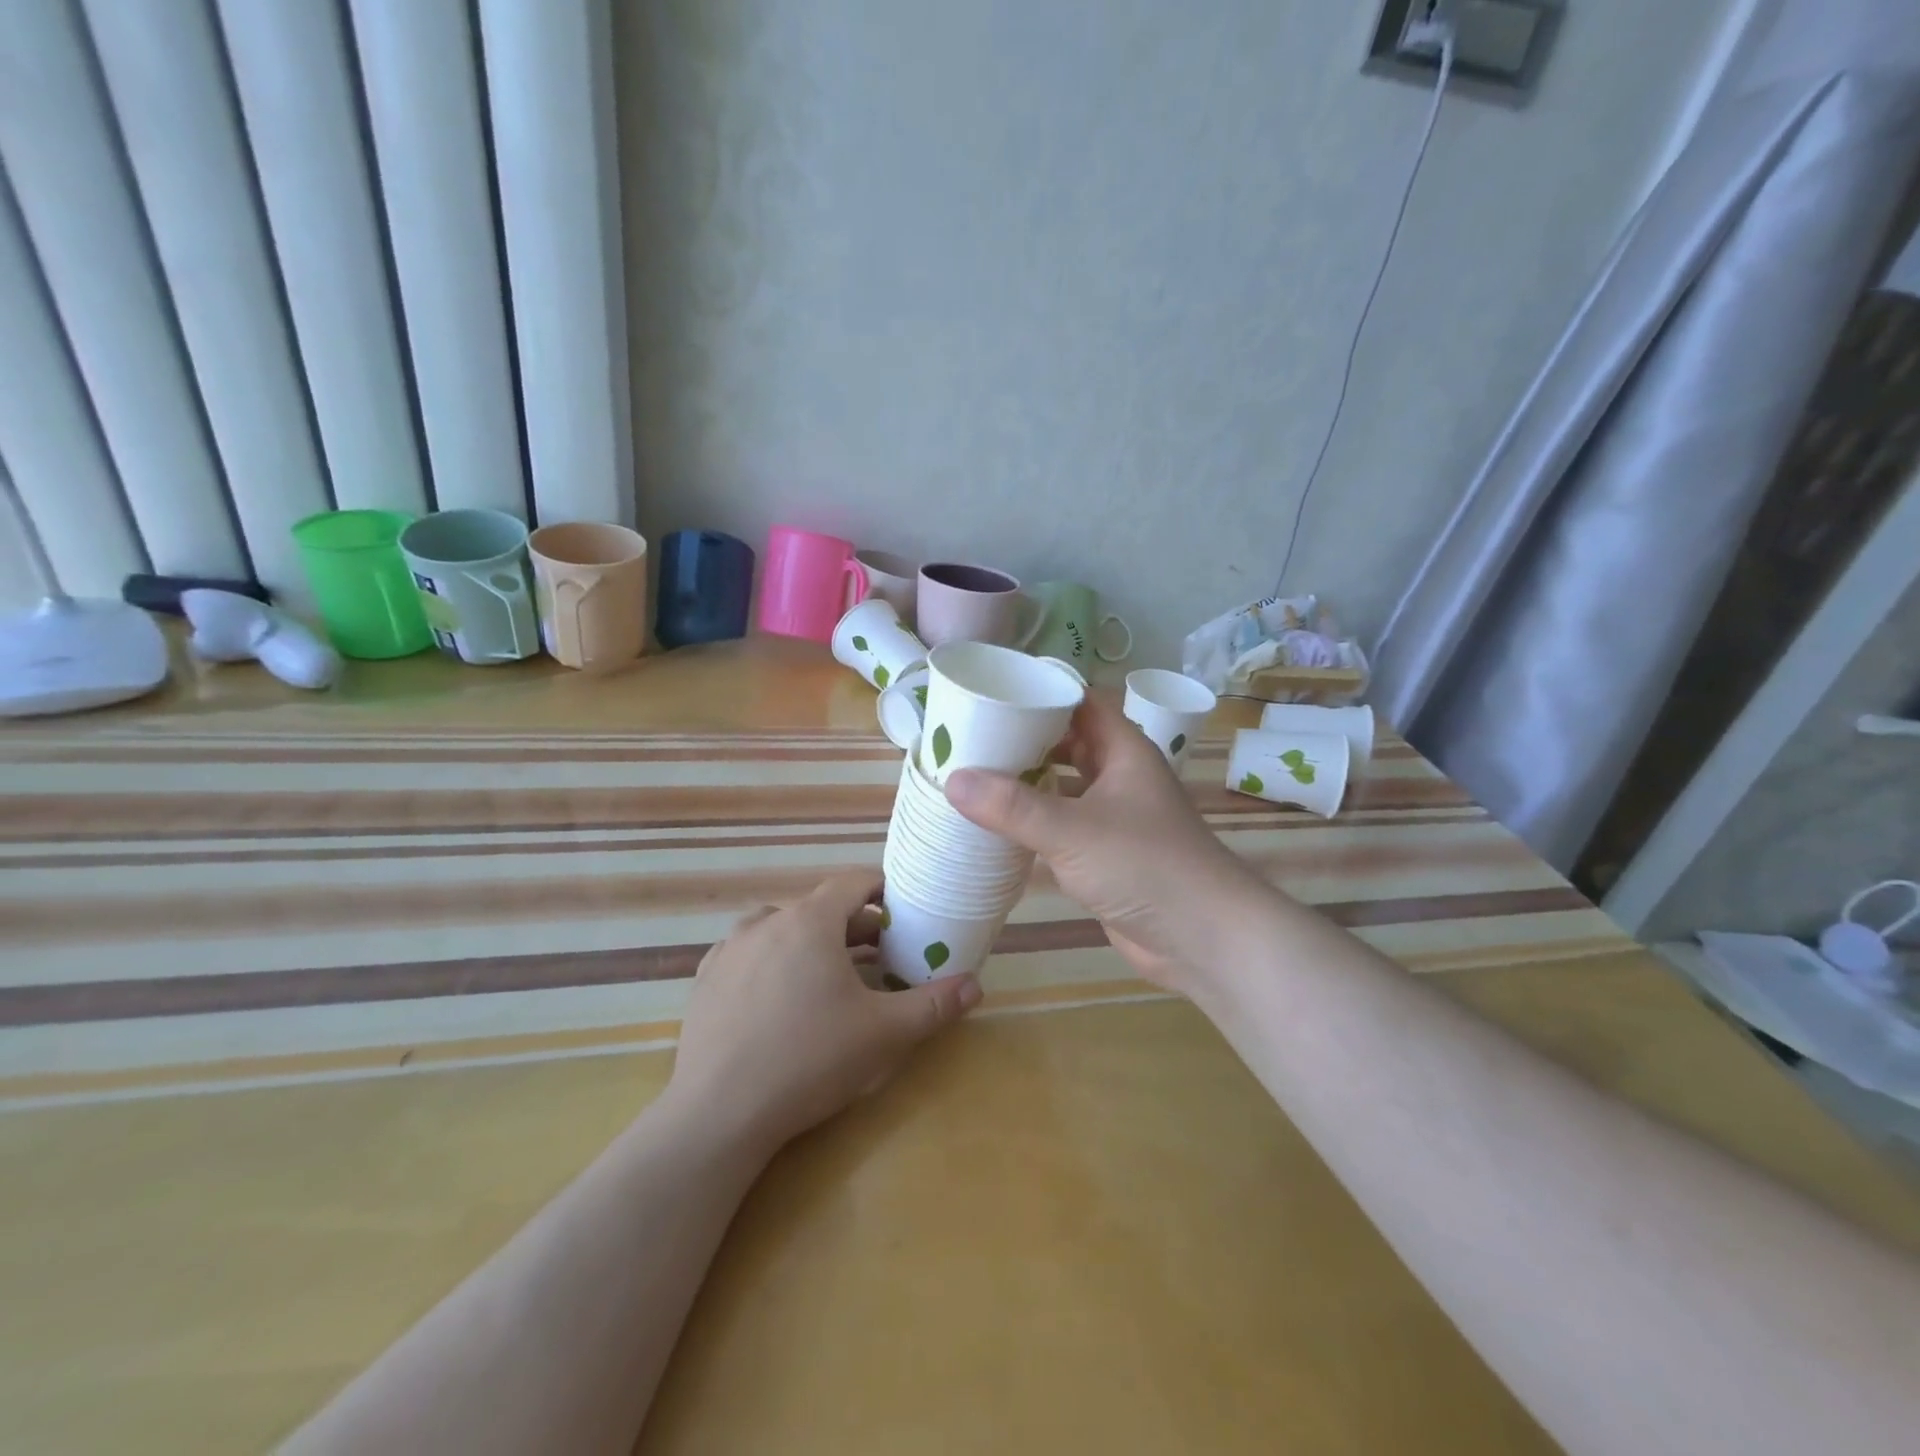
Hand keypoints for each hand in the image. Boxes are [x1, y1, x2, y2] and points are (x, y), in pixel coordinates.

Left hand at [665, 871, 981, 1152]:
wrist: (718, 1114)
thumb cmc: (809, 1060)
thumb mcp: (883, 1034)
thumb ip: (933, 1005)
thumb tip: (976, 986)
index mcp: (810, 920)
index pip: (853, 882)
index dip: (884, 890)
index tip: (904, 911)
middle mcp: (767, 921)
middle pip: (820, 908)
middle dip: (855, 926)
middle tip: (882, 954)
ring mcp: (730, 949)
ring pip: (782, 928)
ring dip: (812, 942)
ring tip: (832, 975)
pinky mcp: (706, 979)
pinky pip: (750, 954)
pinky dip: (774, 962)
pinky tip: (781, 997)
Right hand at [945, 695, 1267, 996]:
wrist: (1203, 938)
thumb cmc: (1144, 866)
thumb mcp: (1072, 830)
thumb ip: (1012, 806)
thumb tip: (952, 779)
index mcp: (1123, 751)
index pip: (1080, 702)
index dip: (1042, 692)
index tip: (992, 692)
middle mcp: (1120, 777)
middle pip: (1069, 743)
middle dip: (1025, 738)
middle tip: (971, 736)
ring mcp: (1115, 818)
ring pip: (1065, 786)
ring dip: (1028, 782)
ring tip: (974, 776)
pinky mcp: (1106, 855)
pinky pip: (1064, 826)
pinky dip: (1035, 823)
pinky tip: (999, 827)